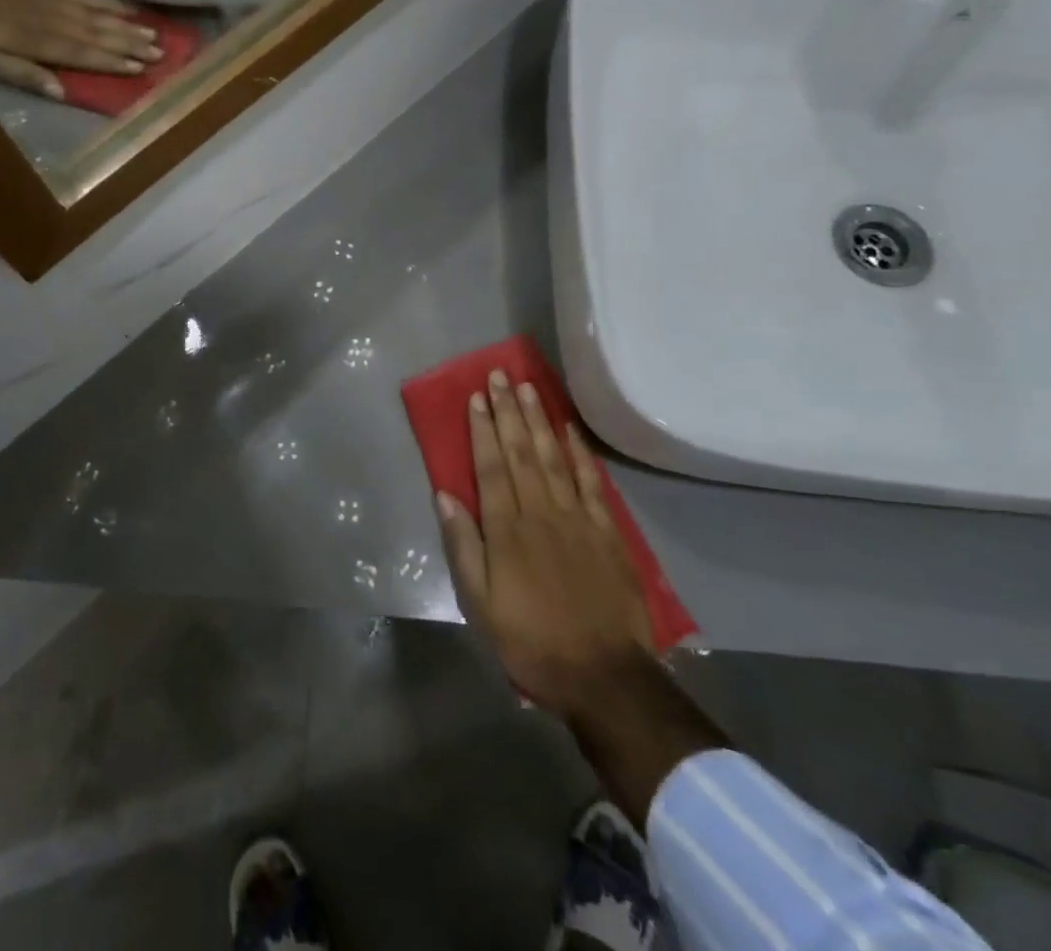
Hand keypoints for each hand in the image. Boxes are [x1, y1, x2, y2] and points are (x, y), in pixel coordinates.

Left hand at [0, 0, 163, 99]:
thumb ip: (22, 74)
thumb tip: (61, 91)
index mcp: (37, 40)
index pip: (82, 53)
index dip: (112, 61)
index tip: (139, 68)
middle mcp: (51, 18)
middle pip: (96, 32)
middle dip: (129, 43)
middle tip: (159, 52)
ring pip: (95, 13)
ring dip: (124, 24)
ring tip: (152, 33)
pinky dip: (104, 2)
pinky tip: (122, 9)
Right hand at [433, 371, 652, 719]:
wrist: (602, 674)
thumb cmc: (530, 639)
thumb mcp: (479, 604)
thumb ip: (463, 546)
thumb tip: (445, 495)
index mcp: (506, 530)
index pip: (490, 467)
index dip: (482, 430)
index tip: (476, 397)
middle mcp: (540, 513)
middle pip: (520, 452)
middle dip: (508, 411)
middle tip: (499, 375)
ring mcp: (576, 519)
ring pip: (553, 458)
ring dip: (538, 420)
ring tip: (528, 387)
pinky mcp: (605, 531)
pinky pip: (591, 482)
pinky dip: (579, 452)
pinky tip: (568, 428)